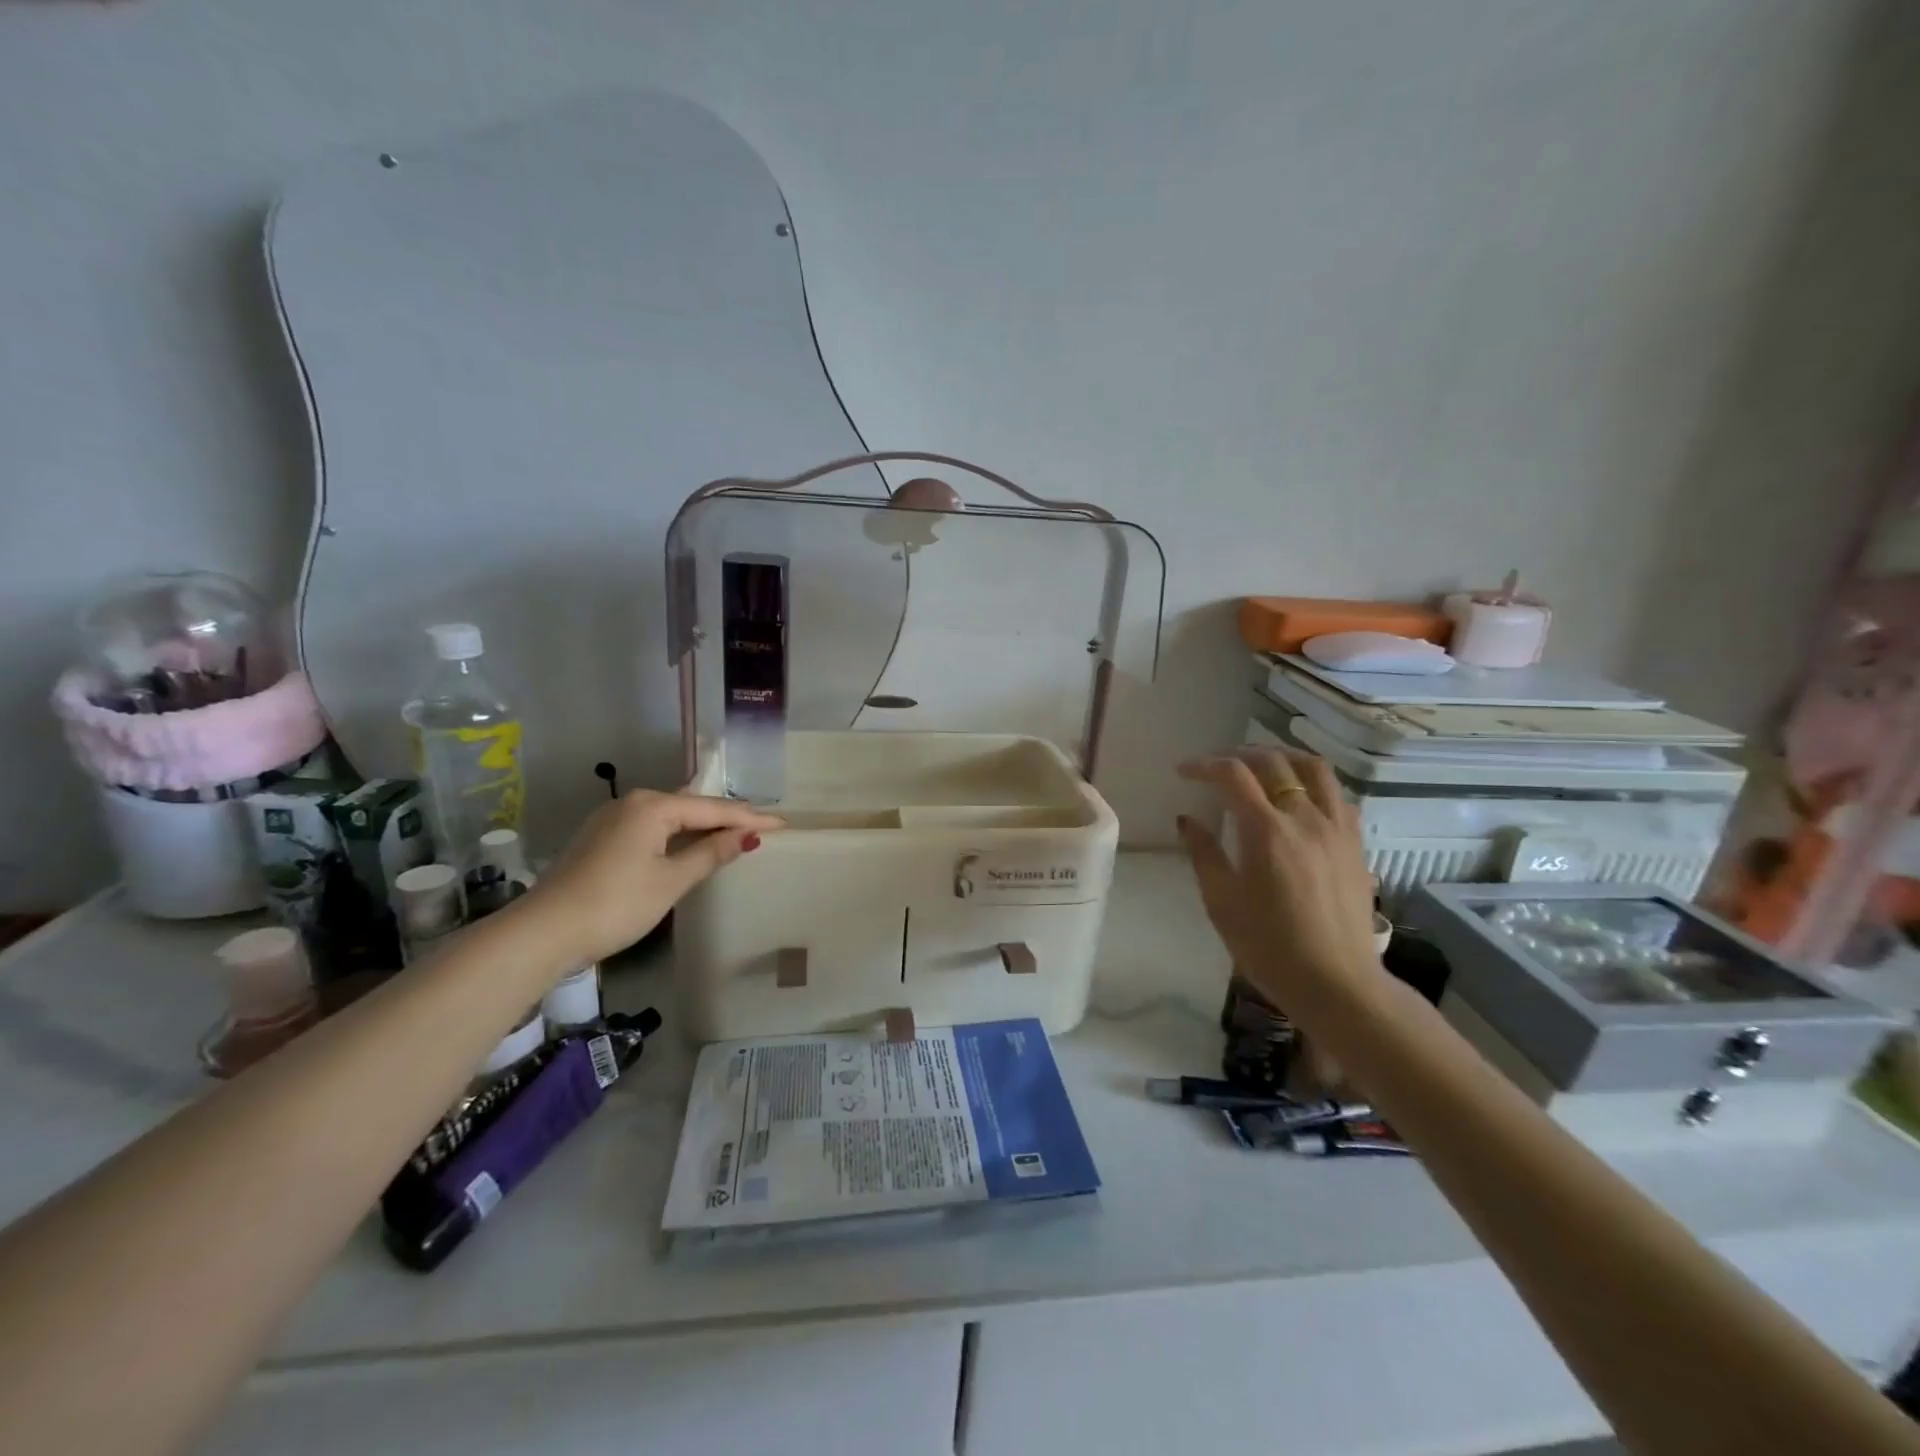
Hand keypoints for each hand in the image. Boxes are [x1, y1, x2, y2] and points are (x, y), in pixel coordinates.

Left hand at [523, 790, 784, 965]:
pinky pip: (651, 827)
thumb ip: (711, 854)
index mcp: (652, 806)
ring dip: (701, 825)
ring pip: (669, 816)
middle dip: (726, 816)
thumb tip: (747, 836)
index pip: (713, 809)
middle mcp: (631, 803)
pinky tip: (689, 844)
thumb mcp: (671, 881)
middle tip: (761, 825)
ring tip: (734, 832)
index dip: (750, 818)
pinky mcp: (599, 839)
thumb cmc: (616, 904)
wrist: (542, 933)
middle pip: (691, 806)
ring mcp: (611, 819)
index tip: (782, 824)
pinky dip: (676, 834)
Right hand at [1176, 748, 1382, 1017]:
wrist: (1337, 983)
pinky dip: (1312, 782)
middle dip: (1238, 755)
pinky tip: (1298, 798)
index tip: (1184, 772)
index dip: (1203, 765)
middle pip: (1273, 762)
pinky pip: (1337, 795)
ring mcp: (1337, 828)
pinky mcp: (1355, 844)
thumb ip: (1203, 853)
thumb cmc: (1269, 947)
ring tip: (1261, 766)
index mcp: (1266, 832)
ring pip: (1314, 768)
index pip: (1232, 775)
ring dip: (1282, 757)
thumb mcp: (1221, 903)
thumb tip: (1187, 819)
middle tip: (1215, 768)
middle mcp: (1305, 818)